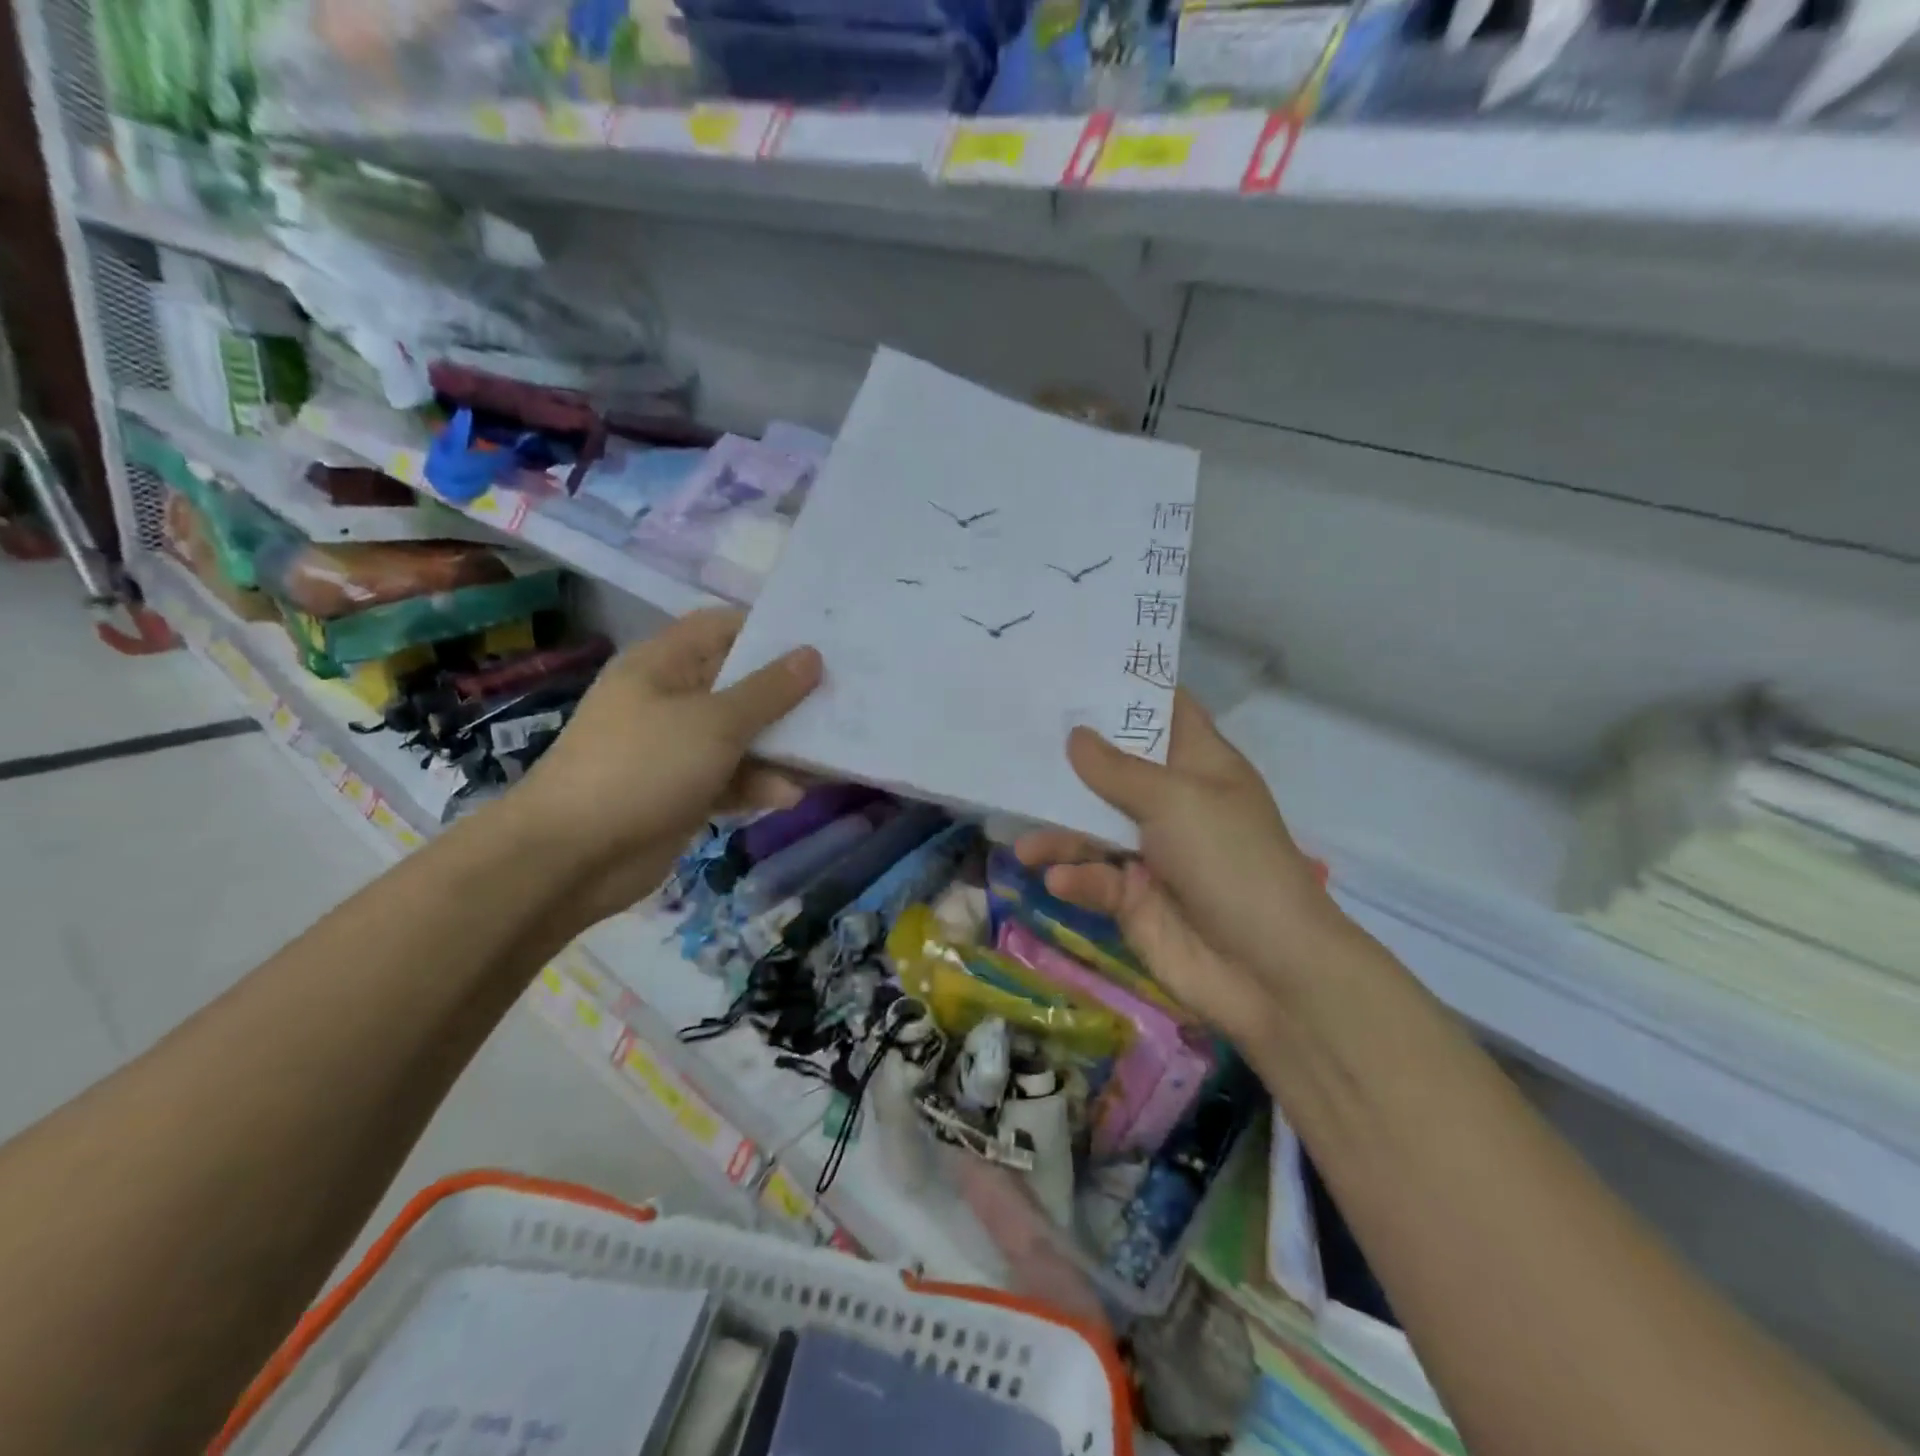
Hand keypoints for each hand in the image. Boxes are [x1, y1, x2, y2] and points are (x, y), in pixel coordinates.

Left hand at [509, 608, 821, 921]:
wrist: (572, 857)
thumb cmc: (643, 767)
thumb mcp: (715, 722)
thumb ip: (769, 691)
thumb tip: (812, 655)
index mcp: (664, 664)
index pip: (722, 627)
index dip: (769, 630)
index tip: (820, 641)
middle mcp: (669, 698)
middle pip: (739, 684)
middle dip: (787, 694)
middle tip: (842, 697)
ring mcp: (674, 748)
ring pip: (740, 736)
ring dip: (780, 747)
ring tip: (828, 755)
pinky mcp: (682, 791)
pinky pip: (730, 777)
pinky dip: (757, 784)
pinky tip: (789, 796)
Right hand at [1015, 691, 1349, 1048]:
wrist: (1267, 970)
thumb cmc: (1230, 861)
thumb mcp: (1176, 801)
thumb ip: (1117, 770)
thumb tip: (1075, 735)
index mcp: (1199, 766)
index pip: (1164, 713)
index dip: (1124, 693)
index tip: (1072, 674)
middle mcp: (1173, 803)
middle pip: (1114, 770)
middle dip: (1069, 764)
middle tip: (1016, 748)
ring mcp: (1153, 853)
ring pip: (1093, 829)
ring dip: (1059, 835)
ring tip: (1024, 845)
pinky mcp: (1135, 899)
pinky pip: (1096, 878)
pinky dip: (1078, 878)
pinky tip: (1060, 881)